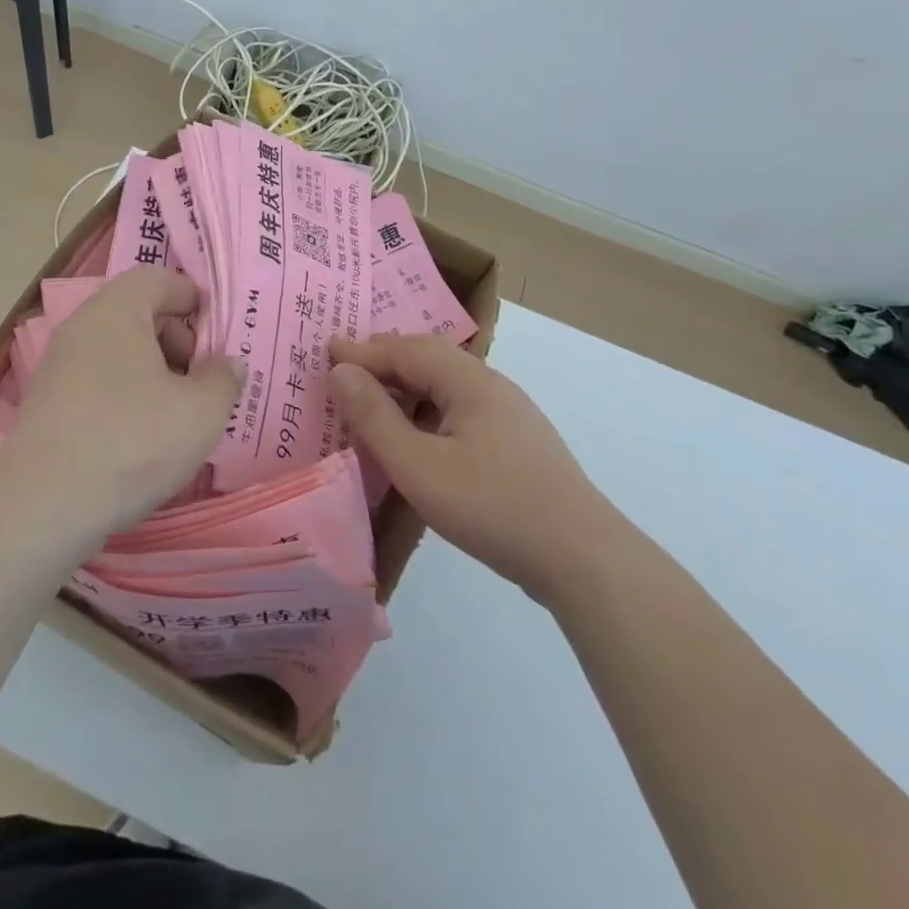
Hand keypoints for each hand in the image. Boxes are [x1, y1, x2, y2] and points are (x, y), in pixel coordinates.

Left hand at [0, 268, 241, 544]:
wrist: (43, 506)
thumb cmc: (133, 441)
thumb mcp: (201, 411)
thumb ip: (224, 379)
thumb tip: (226, 364)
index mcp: (117, 310)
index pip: (160, 279)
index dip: (196, 300)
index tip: (222, 338)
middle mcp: (82, 327)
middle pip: (141, 315)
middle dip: (180, 342)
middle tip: (206, 382)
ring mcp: (60, 367)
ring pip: (121, 354)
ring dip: (156, 376)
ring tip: (182, 416)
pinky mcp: (49, 405)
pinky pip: (101, 384)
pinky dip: (128, 399)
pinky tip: (146, 439)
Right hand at [329, 333, 619, 599]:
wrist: (583, 558)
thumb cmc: (492, 507)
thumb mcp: (419, 466)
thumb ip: (375, 418)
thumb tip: (341, 372)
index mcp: (469, 381)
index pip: (406, 350)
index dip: (363, 350)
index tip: (326, 350)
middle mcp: (492, 386)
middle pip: (431, 357)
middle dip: (386, 357)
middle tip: (348, 365)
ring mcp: (511, 414)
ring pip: (449, 382)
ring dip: (409, 381)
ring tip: (377, 395)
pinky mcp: (518, 443)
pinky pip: (462, 406)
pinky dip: (429, 405)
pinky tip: (422, 431)